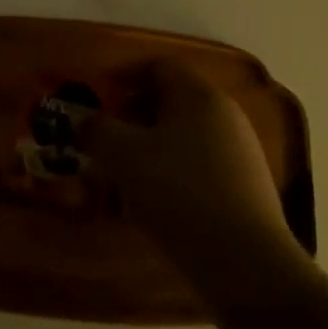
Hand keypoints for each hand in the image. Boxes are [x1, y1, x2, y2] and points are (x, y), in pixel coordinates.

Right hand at [83, 58, 310, 300]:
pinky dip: (170, 174)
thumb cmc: (177, 192)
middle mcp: (224, 114)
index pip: (157, 67)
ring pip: (182, 137)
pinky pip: (197, 166)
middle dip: (131, 118)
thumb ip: (96, 130)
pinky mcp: (245, 187)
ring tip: (120, 179)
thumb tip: (82, 120)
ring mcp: (239, 152)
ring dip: (148, 150)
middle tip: (102, 142)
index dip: (122, 77)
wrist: (245, 261)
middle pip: (170, 102)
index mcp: (198, 95)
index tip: (96, 99)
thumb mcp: (122, 156)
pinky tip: (151, 204)